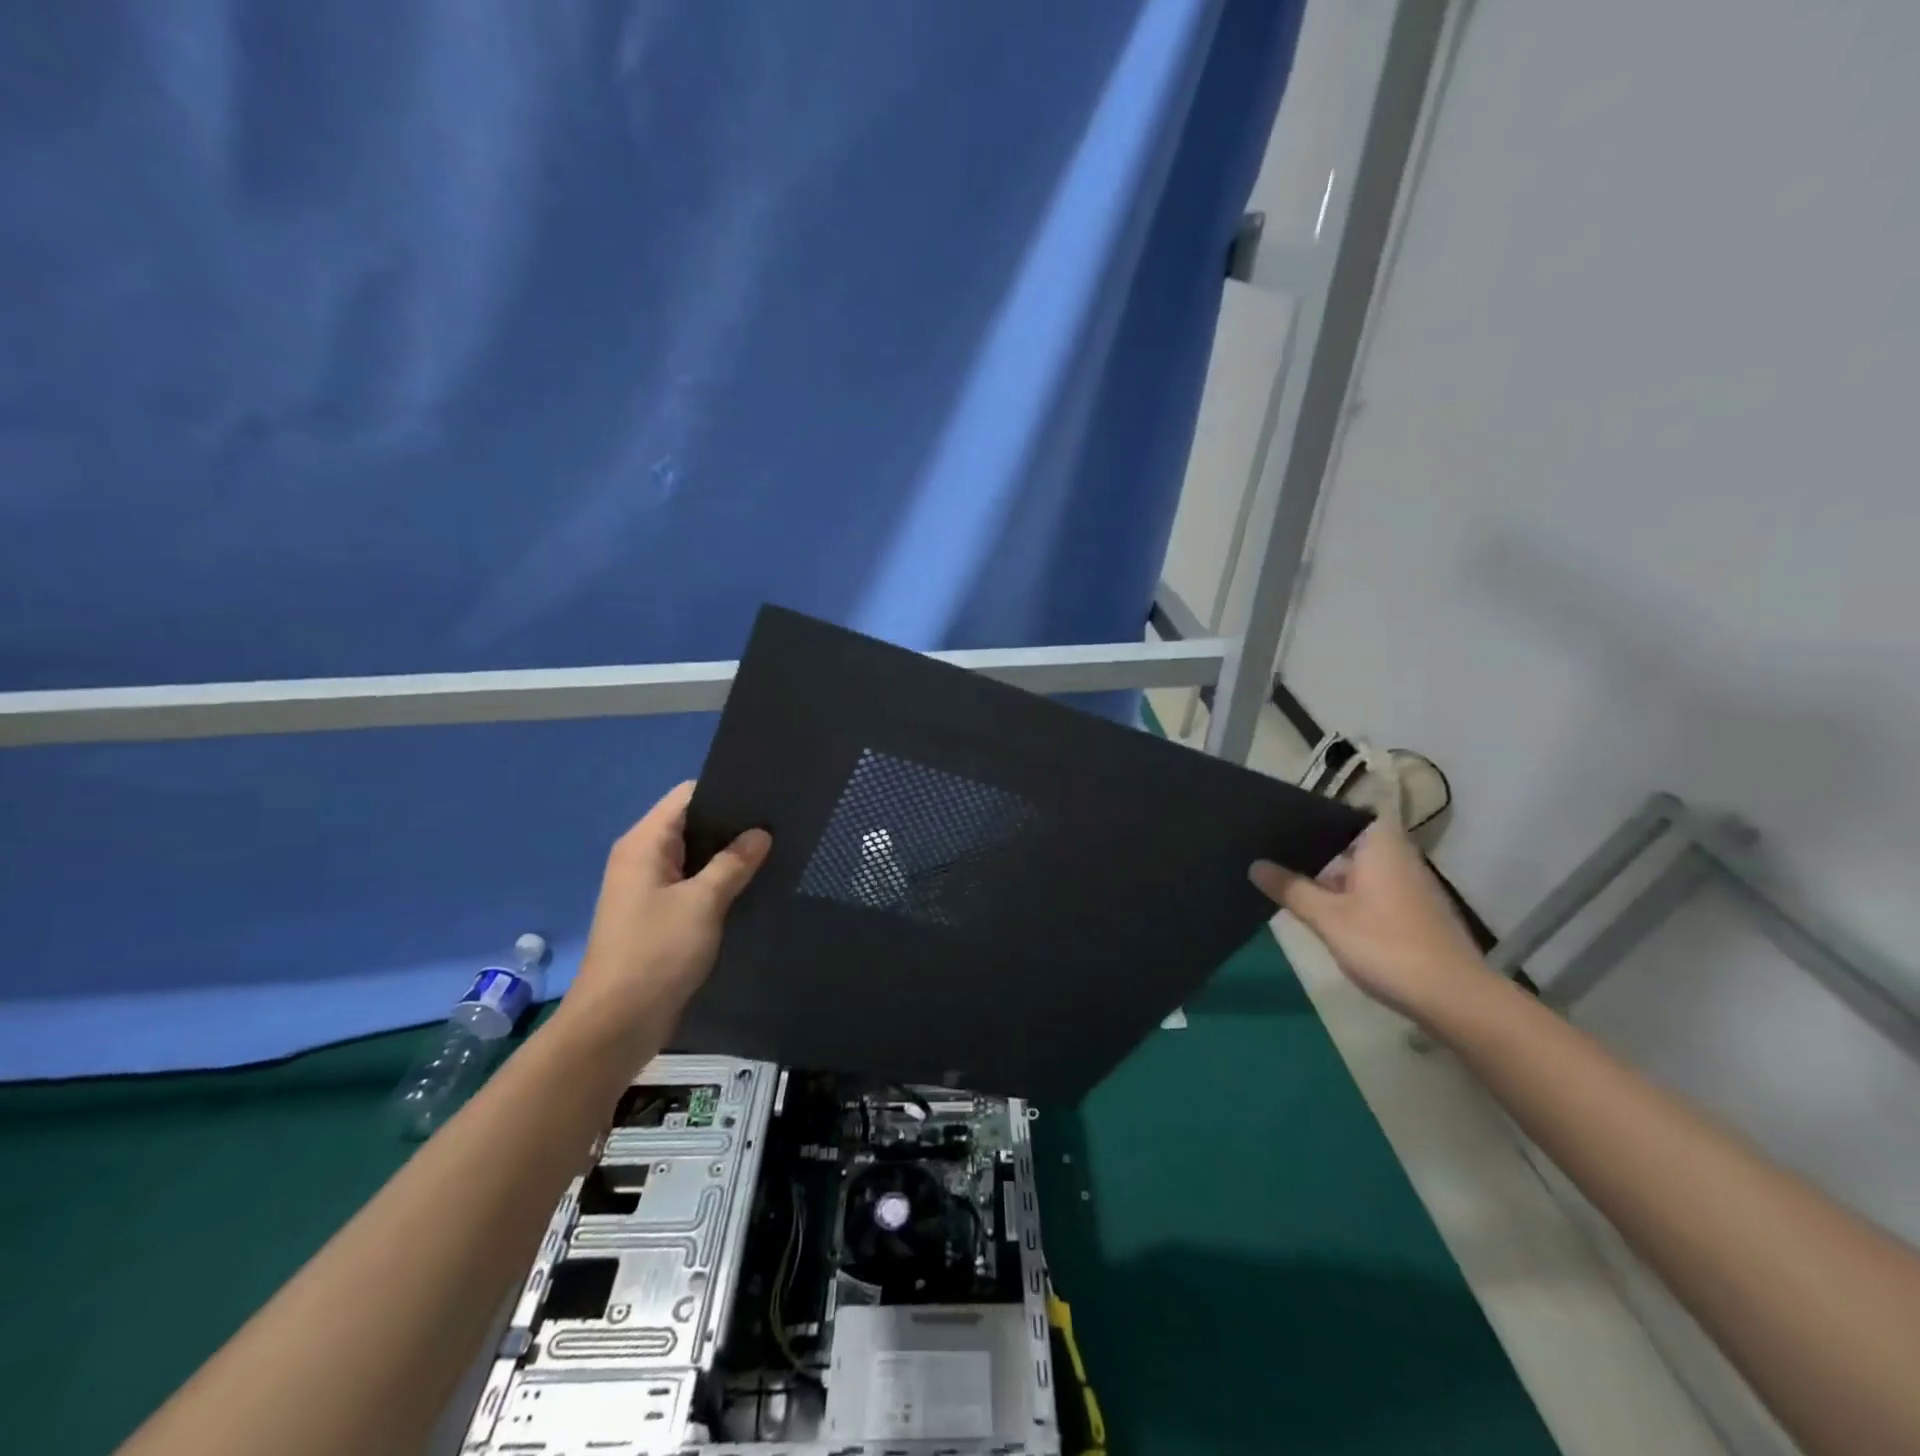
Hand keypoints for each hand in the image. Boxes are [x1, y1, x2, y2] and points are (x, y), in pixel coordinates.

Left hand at [564, 782, 770, 1039]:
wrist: (615, 1025)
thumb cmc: (655, 954)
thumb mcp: (702, 903)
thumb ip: (733, 863)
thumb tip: (761, 833)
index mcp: (643, 844)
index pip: (686, 796)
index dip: (725, 792)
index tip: (766, 797)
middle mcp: (641, 858)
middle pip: (690, 824)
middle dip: (731, 824)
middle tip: (778, 824)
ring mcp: (648, 889)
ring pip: (694, 857)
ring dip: (727, 855)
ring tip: (773, 850)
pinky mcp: (657, 916)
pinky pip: (691, 884)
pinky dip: (717, 881)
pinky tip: (750, 885)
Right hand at [1249, 817, 1487, 1022]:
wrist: (1454, 999)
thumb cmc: (1387, 945)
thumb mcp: (1328, 918)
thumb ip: (1291, 888)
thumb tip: (1255, 864)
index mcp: (1381, 845)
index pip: (1343, 813)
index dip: (1311, 815)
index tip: (1276, 820)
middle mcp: (1398, 857)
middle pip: (1348, 842)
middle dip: (1312, 849)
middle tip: (1268, 852)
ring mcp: (1409, 886)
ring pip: (1359, 869)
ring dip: (1327, 876)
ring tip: (1284, 879)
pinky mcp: (1413, 913)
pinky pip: (1371, 890)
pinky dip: (1346, 895)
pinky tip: (1319, 911)